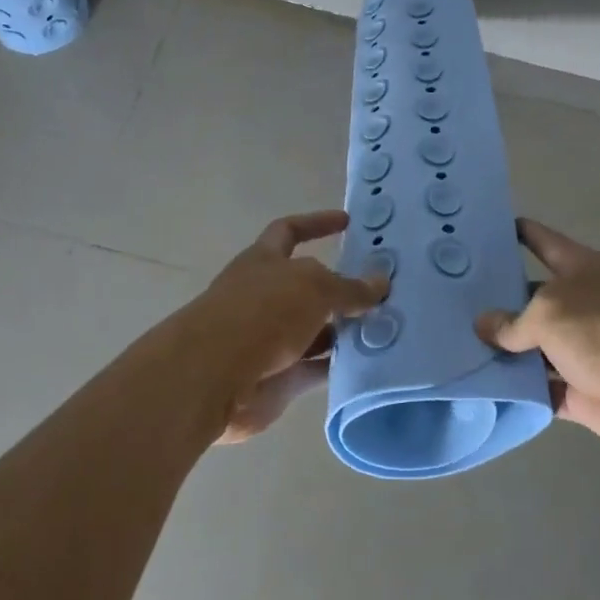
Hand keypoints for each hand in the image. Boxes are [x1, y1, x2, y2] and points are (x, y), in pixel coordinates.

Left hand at [190, 211, 386, 443]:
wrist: (213, 377)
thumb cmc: (262, 312)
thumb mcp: (313, 287)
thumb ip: (349, 287)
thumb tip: (380, 282)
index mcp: (263, 261)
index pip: (290, 230)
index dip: (316, 223)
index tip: (347, 222)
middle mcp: (264, 295)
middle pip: (308, 286)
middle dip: (341, 288)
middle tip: (383, 290)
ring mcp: (269, 339)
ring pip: (315, 330)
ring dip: (344, 330)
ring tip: (386, 328)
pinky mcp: (277, 378)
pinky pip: (315, 368)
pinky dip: (338, 366)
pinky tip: (370, 364)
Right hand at [476, 219, 599, 463]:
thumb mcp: (552, 312)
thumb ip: (514, 321)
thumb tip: (486, 326)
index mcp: (583, 270)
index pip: (542, 242)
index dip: (517, 233)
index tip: (482, 230)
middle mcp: (582, 306)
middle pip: (531, 298)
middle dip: (495, 301)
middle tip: (449, 302)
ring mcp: (583, 351)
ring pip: (532, 348)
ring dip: (502, 351)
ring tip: (452, 346)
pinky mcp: (583, 394)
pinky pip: (541, 389)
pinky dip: (518, 391)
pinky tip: (480, 389)